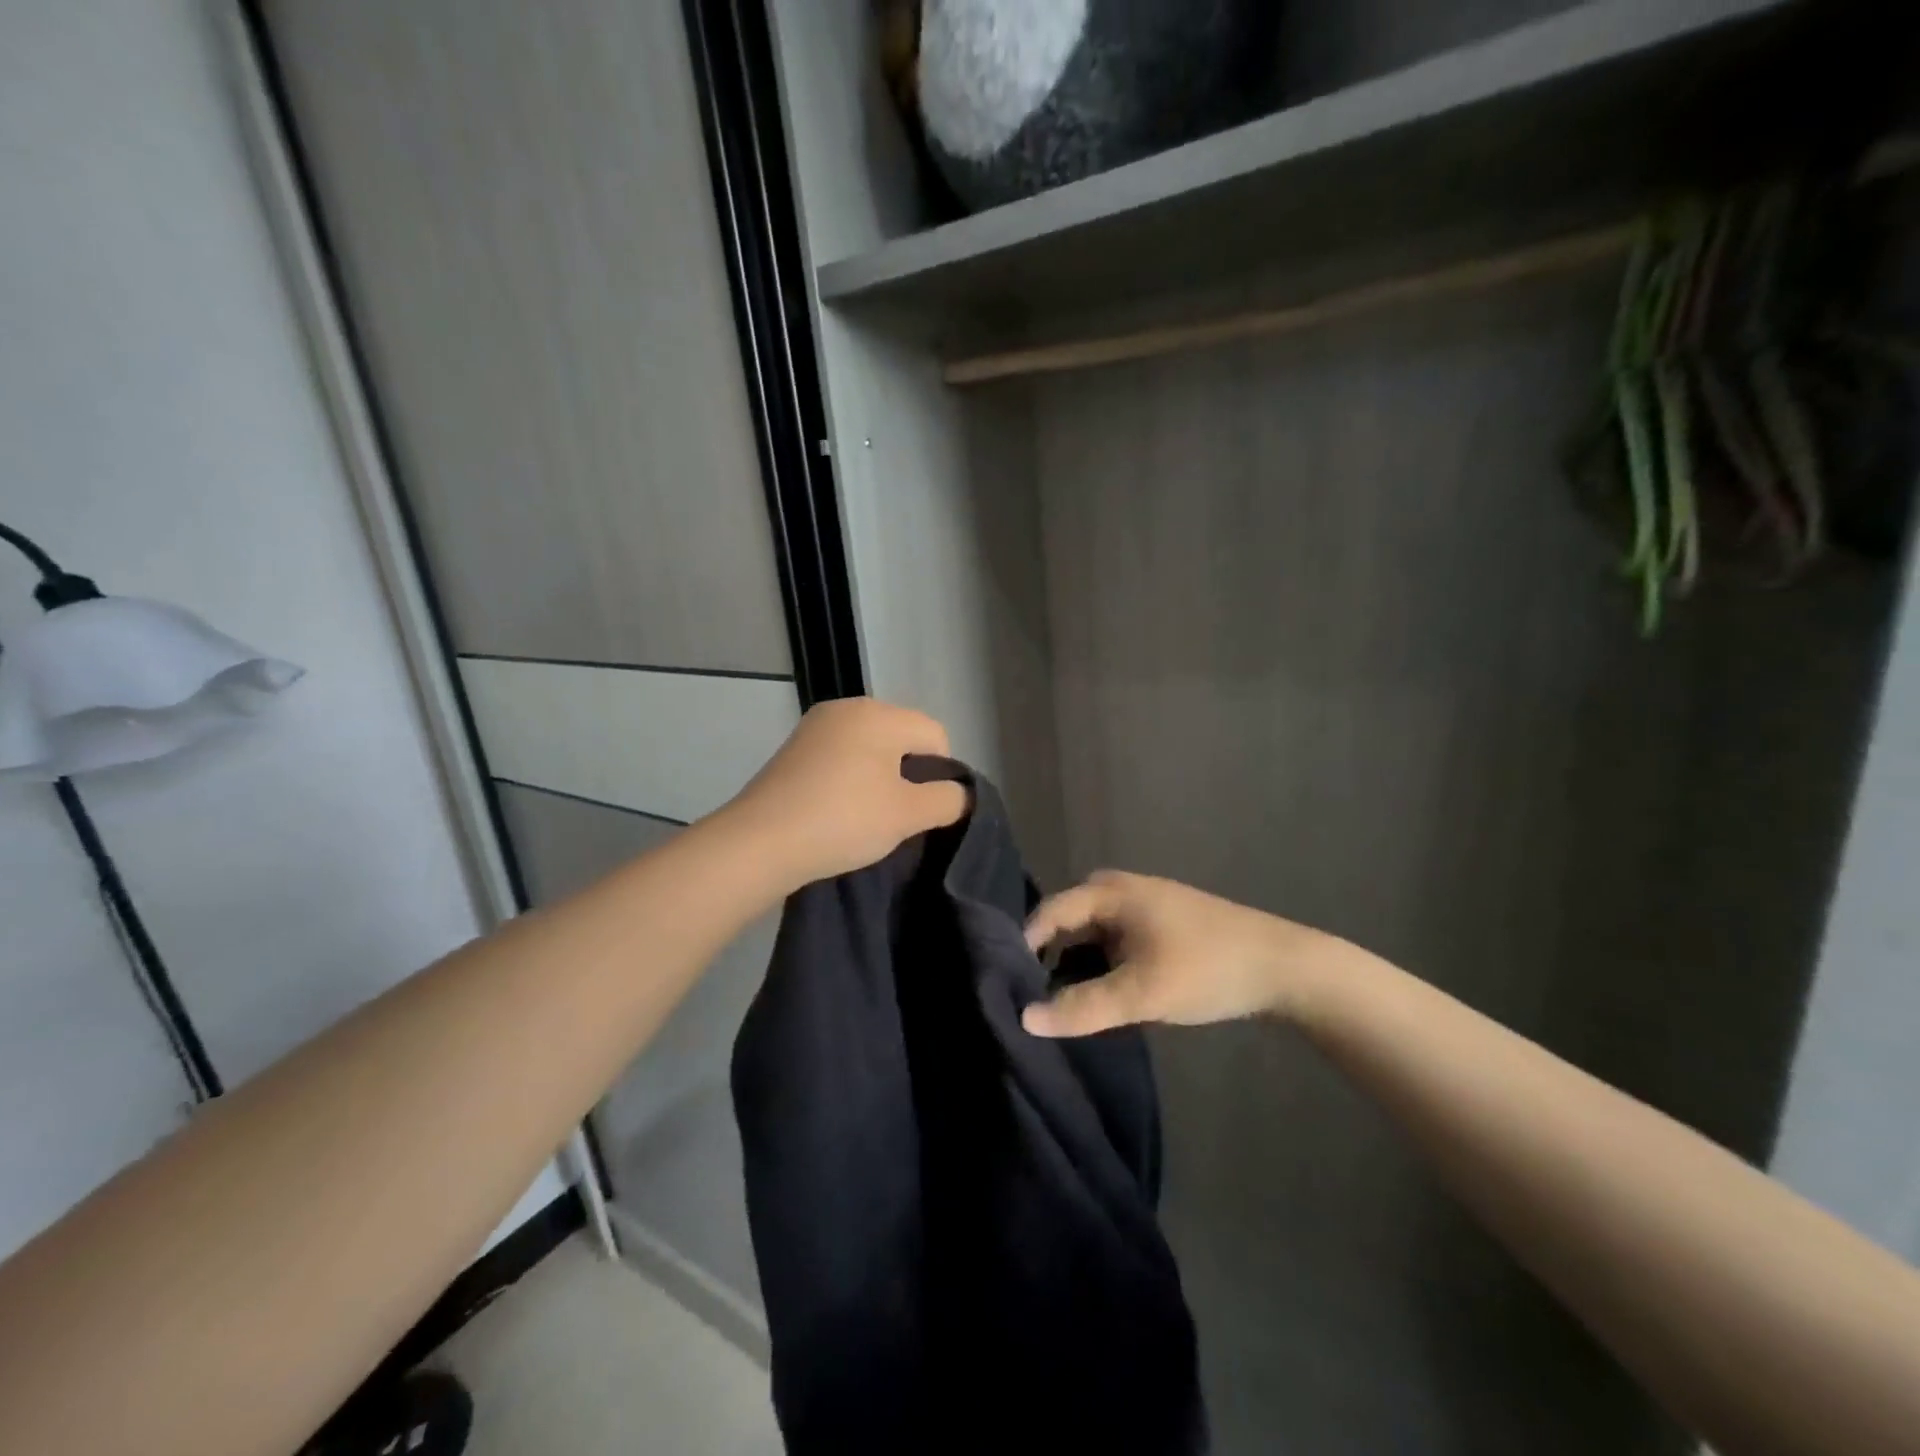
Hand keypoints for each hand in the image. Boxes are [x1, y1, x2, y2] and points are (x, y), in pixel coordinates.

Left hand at [722, 698, 968, 889]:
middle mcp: (847, 708)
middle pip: (902, 736)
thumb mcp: (908, 814)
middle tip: (897, 816)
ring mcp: (815, 727)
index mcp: (879, 713)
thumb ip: (947, 800)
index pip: (935, 735)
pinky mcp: (794, 750)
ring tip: (867, 816)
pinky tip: (839, 810)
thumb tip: (961, 793)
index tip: (923, 810)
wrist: (759, 843)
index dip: (941, 774)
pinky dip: (850, 779)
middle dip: (909, 774)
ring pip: (870, 748)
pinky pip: (840, 757)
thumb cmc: (844, 820)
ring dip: (879, 778)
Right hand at [1021, 870, 1341, 1036]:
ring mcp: (1140, 906)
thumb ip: (1081, 1007)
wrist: (1283, 968)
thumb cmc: (1206, 969)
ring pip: (1091, 938)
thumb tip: (1023, 1019)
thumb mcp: (1140, 994)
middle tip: (1033, 1002)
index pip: (1046, 915)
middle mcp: (1118, 890)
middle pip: (1066, 927)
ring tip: (1064, 1008)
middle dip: (1049, 963)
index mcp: (1107, 891)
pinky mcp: (1157, 927)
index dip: (1023, 949)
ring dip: (1079, 970)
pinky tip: (1105, 1000)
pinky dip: (1104, 970)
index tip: (1006, 988)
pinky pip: (1113, 944)